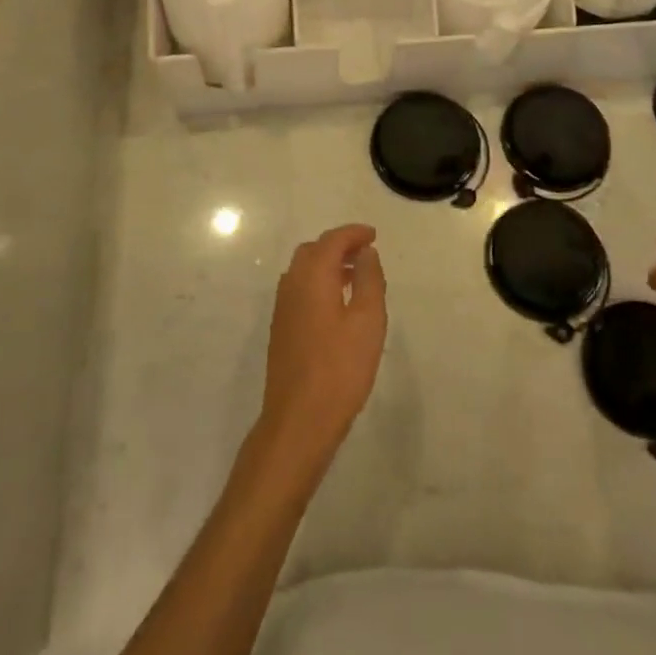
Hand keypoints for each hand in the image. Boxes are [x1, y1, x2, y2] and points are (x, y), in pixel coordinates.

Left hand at [257, 224, 386, 477]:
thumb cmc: (340, 369)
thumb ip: (369, 280)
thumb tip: (365, 252)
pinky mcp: (281, 329)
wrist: (299, 420)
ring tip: (355, 276)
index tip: (373, 235)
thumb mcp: (367, 321)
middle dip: (339, 245)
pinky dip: (318, 282)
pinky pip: (299, 289)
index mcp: (312, 277)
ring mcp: (282, 308)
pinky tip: (336, 304)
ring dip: (327, 264)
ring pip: (303, 270)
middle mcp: (292, 285)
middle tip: (365, 253)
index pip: (332, 241)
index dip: (353, 233)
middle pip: (313, 251)